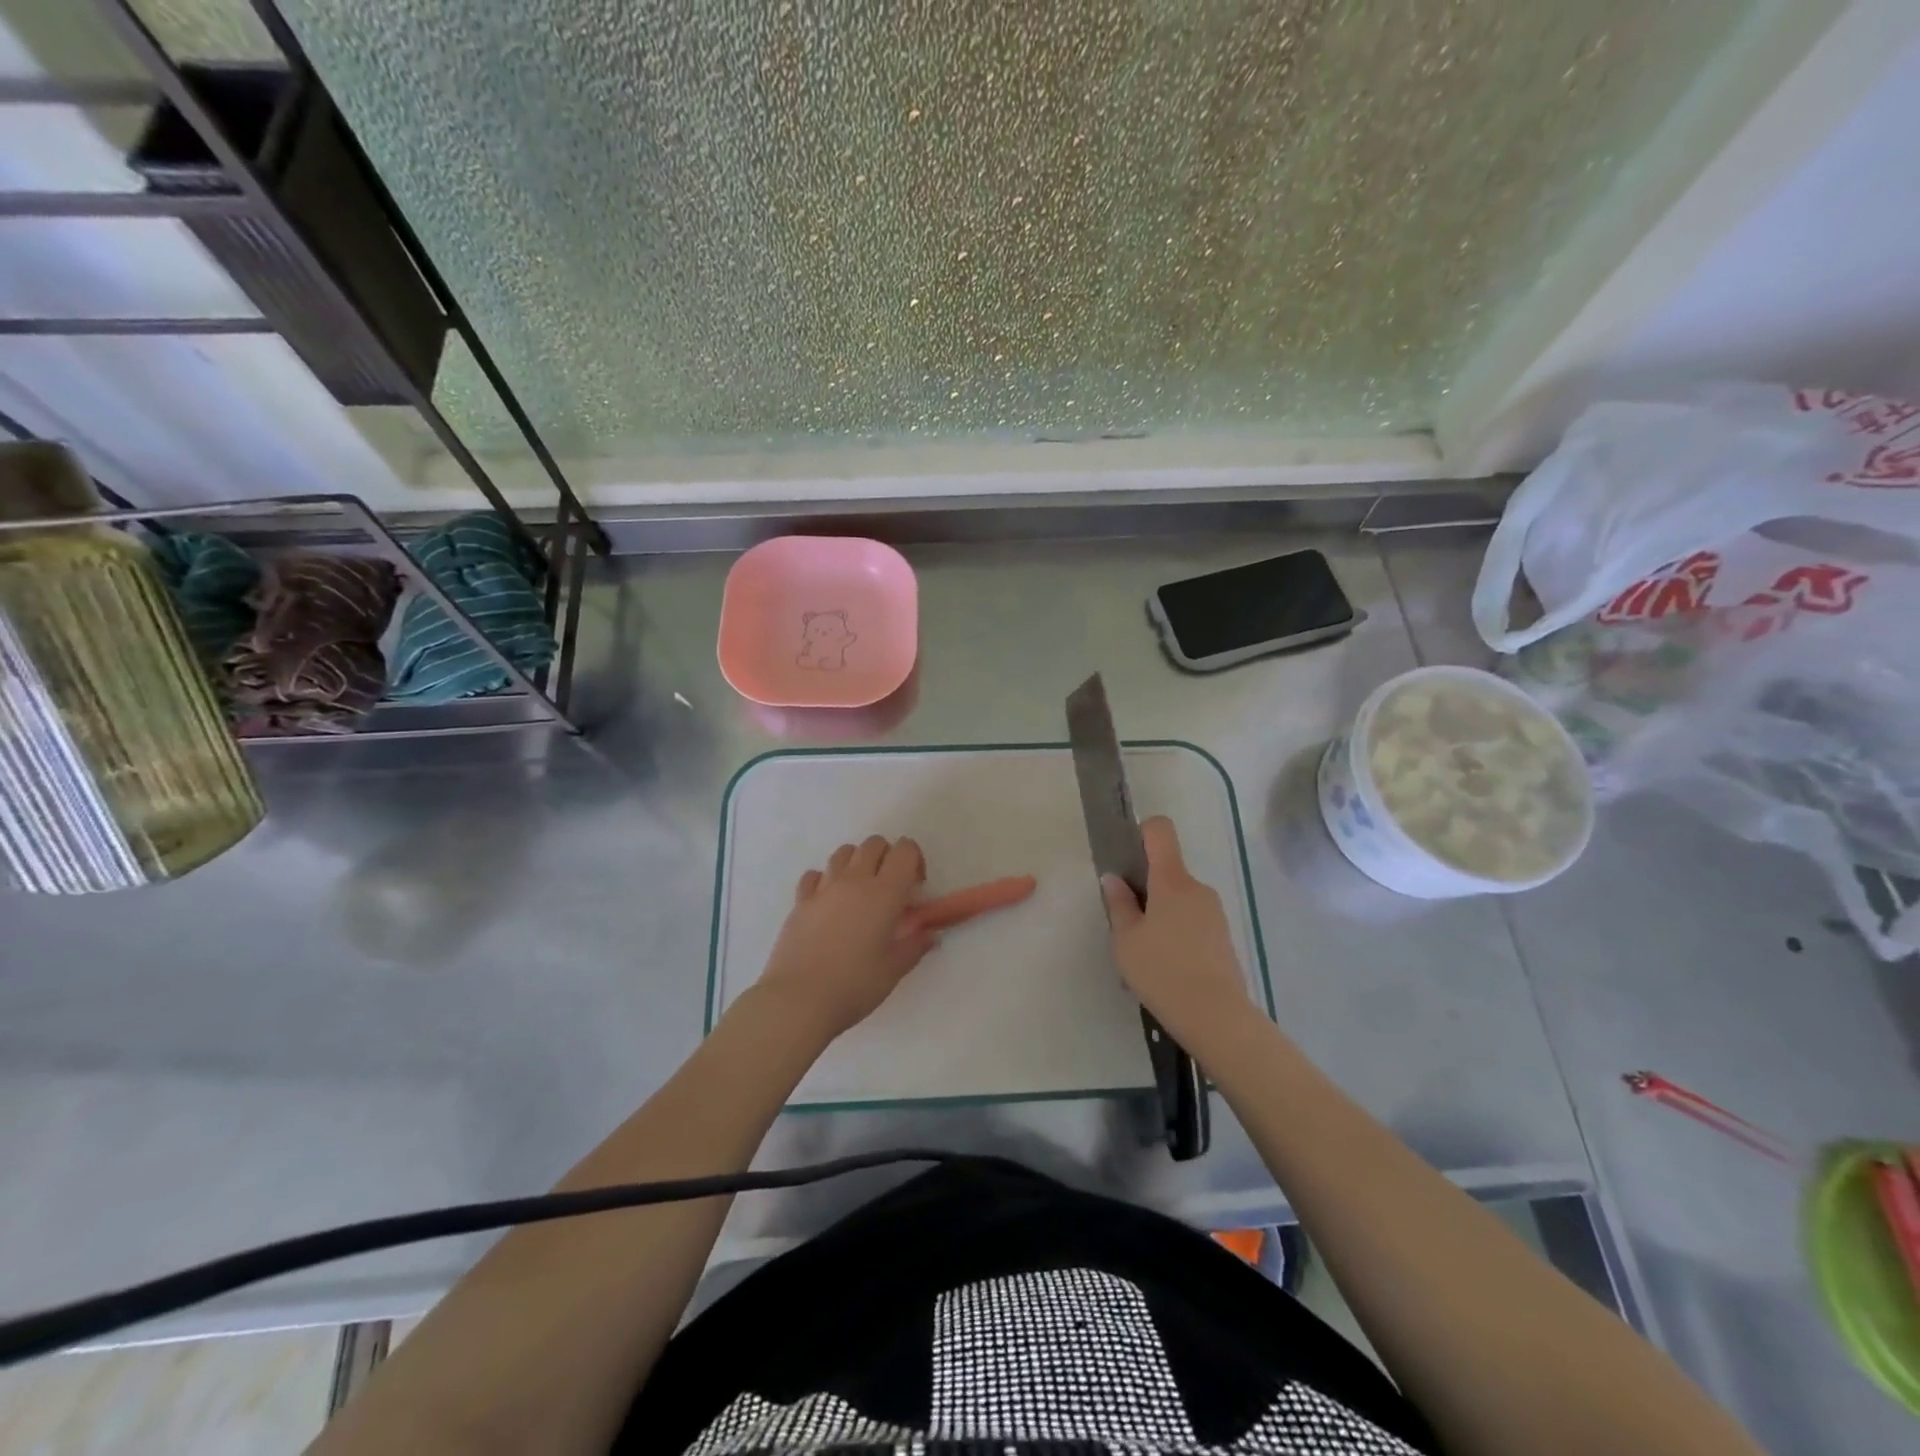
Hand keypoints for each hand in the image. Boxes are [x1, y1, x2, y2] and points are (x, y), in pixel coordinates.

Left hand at [755, 835, 937, 1045]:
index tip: (915, 887)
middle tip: (890, 888)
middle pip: (874, 843)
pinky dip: (824, 880)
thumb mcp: (893, 970)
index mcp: (885, 893)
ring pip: (843, 852)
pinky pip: (814, 875)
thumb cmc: (854, 985)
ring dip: (857, 863)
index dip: (914, 860)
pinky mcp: (800, 901)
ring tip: (859, 892)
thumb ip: (915, 946)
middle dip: (887, 856)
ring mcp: (824, 888)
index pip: (905, 851)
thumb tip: (931, 935)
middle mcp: (855, 880)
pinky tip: (828, 903)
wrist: (798, 1000)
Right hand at [1101, 816, 1253, 1047]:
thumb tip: (1114, 879)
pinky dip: (1176, 934)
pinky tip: (1165, 969)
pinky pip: (1192, 923)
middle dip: (1145, 889)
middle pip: (1167, 871)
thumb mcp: (1126, 940)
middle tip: (1125, 925)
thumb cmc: (1162, 971)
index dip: (1141, 833)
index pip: (1161, 831)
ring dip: (1160, 915)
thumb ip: (1119, 905)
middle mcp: (1197, 889)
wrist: (1216, 1017)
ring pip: (1179, 900)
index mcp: (1172, 880)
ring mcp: (1214, 913)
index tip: (1125, 857)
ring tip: (1143, 955)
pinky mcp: (1222, 938)